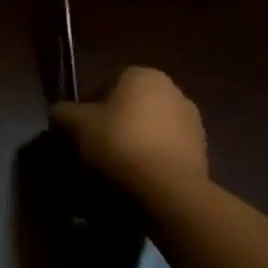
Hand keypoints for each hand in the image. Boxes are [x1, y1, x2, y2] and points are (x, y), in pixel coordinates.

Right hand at [51, 65, 207, 198]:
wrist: (168, 193)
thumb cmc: (118, 142)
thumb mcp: (73, 122)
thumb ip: (63, 111)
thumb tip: (62, 114)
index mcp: (144, 75)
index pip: (106, 83)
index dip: (88, 104)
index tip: (79, 126)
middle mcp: (175, 92)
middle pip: (130, 106)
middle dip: (113, 123)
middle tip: (94, 145)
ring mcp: (194, 126)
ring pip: (149, 130)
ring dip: (133, 143)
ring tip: (114, 167)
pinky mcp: (204, 157)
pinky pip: (165, 153)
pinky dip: (151, 162)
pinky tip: (136, 180)